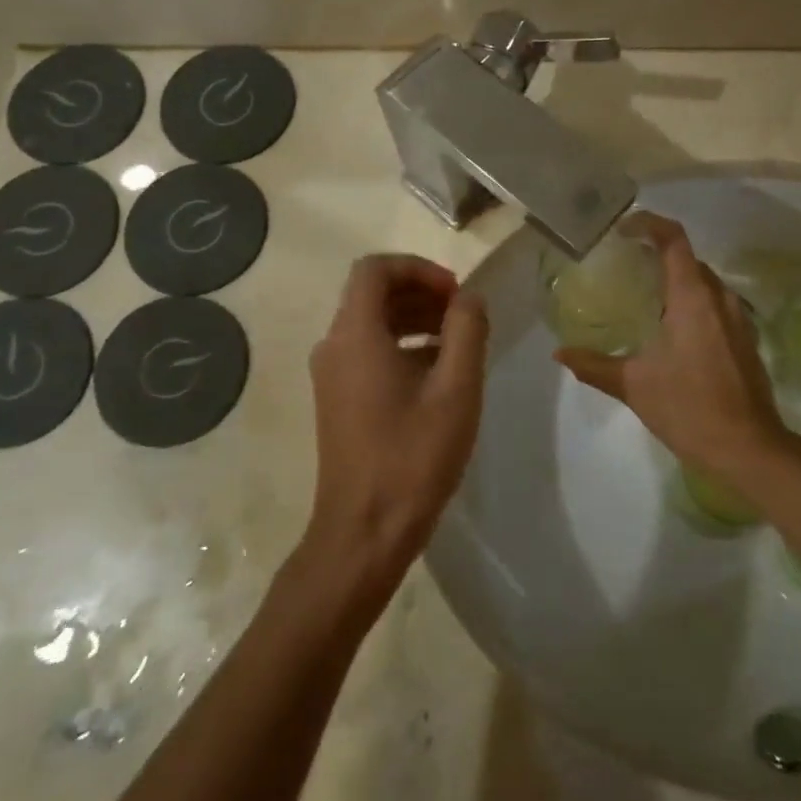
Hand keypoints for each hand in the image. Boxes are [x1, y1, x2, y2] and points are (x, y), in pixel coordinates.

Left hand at [304, 254, 489, 597]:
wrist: (364, 531)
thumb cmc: (413, 456)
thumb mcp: (456, 388)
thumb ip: (467, 330)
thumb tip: (469, 297)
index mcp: (355, 335)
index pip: (375, 269)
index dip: (419, 268)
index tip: (455, 293)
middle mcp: (334, 346)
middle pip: (373, 294)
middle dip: (421, 293)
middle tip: (463, 316)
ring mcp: (331, 376)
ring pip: (372, 324)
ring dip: (415, 320)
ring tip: (459, 343)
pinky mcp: (338, 400)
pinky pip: (369, 352)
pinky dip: (402, 346)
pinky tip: (438, 374)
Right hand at [556, 215, 785, 479]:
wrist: (749, 448)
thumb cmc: (689, 408)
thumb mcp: (634, 385)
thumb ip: (594, 365)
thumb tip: (560, 353)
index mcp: (692, 298)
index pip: (673, 240)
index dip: (649, 224)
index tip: (623, 229)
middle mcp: (719, 298)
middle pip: (689, 259)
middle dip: (658, 255)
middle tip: (625, 267)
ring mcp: (738, 319)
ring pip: (705, 283)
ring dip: (677, 281)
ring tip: (644, 297)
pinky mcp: (746, 340)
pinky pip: (716, 306)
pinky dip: (692, 303)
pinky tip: (671, 331)